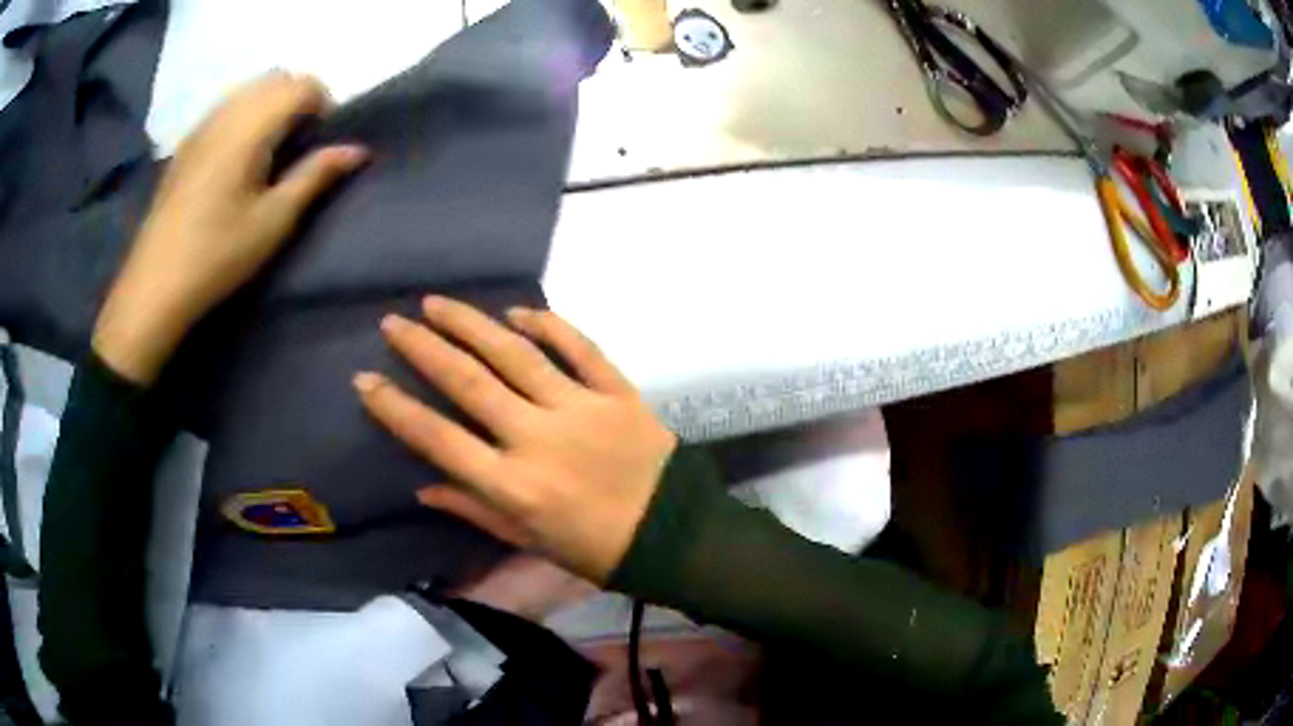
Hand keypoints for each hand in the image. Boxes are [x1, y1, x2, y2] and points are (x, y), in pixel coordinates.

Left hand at [93, 71, 368, 382]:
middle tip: (299, 145)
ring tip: (270, 151)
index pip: (302, 85)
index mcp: (250, 127)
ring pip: (249, 89)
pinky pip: (225, 107)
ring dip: (270, 105)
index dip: (323, 105)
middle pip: (276, 79)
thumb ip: (315, 176)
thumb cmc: (217, 256)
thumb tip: (357, 150)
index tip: (322, 143)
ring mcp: (202, 126)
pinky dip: (244, 115)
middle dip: (298, 100)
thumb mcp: (273, 221)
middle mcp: (226, 113)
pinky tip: (238, 158)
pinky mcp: (186, 143)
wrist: (155, 286)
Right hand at [354, 297, 677, 582]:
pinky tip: (518, 312)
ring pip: (516, 355)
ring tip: (437, 303)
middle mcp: (539, 439)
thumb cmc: (595, 550)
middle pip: (469, 383)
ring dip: (472, 324)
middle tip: (394, 323)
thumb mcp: (528, 541)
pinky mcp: (618, 392)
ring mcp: (581, 409)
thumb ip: (474, 509)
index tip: (365, 380)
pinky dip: (549, 325)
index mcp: (514, 485)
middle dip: (424, 349)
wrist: (674, 537)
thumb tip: (423, 486)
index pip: (439, 439)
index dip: (396, 408)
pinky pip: (580, 348)